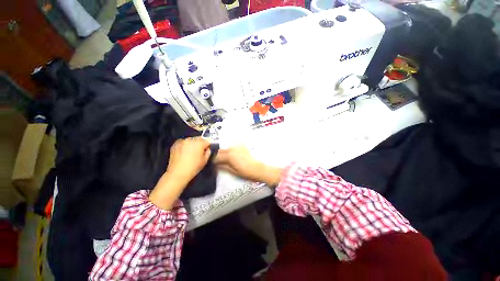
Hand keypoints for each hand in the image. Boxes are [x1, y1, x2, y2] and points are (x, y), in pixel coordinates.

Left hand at [150, 137, 210, 209]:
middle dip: (200, 143)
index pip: (207, 141)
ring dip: (193, 143)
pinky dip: (185, 145)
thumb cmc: (193, 168)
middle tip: (200, 150)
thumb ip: (208, 152)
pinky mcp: (175, 144)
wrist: (177, 173)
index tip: (207, 149)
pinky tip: (185, 151)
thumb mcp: (205, 161)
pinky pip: (183, 142)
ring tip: (192, 151)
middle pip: (198, 138)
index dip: (208, 145)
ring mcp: (182, 141)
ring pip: (191, 140)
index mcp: (199, 143)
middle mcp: (190, 140)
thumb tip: (207, 149)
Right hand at [214, 146, 281, 185]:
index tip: (210, 163)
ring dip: (223, 153)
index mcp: (229, 155)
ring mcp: (237, 146)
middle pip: (220, 151)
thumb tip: (215, 164)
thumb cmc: (245, 172)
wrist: (258, 168)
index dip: (212, 160)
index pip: (216, 156)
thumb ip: (222, 166)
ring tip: (223, 159)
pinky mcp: (241, 146)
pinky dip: (229, 151)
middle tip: (215, 161)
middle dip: (216, 156)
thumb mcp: (232, 171)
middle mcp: (232, 148)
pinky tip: (231, 156)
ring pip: (226, 149)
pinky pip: (232, 148)